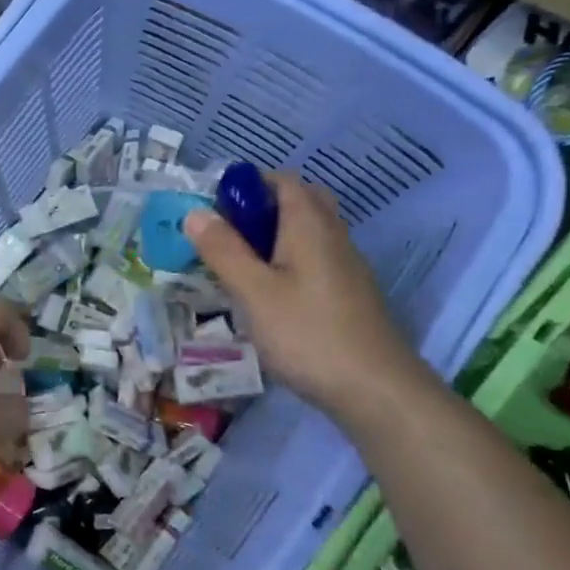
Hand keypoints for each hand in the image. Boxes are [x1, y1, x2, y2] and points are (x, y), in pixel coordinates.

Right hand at [185, 171, 423, 421]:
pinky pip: (313, 258)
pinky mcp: (348, 293)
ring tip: (238, 264)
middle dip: (260, 208)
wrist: (374, 388)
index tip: (213, 207)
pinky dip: (287, 260)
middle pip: (299, 202)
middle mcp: (333, 236)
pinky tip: (268, 293)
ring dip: (272, 236)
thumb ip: (223, 250)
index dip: (246, 185)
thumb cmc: (308, 334)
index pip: (282, 180)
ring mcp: (345, 266)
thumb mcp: (253, 292)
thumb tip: (195, 213)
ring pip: (307, 232)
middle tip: (226, 234)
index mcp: (309, 226)